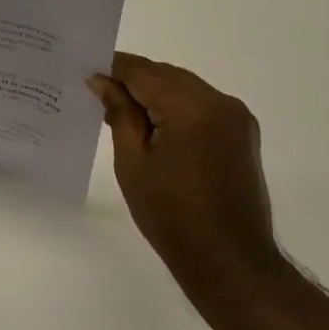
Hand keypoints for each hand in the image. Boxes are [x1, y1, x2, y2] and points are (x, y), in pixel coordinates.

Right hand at [88, 53, 284, 314]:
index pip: (144, 72)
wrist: (229, 261)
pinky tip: (154, 126)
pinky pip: (202, 106)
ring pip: (186, 88)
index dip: (114, 68)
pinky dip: (176, 107)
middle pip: (167, 75)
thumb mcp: (133, 164)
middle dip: (134, 80)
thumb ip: (119, 115)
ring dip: (155, 93)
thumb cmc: (171, 216)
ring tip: (122, 112)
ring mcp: (237, 118)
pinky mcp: (242, 134)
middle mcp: (220, 102)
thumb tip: (102, 81)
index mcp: (192, 108)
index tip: (86, 71)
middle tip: (99, 94)